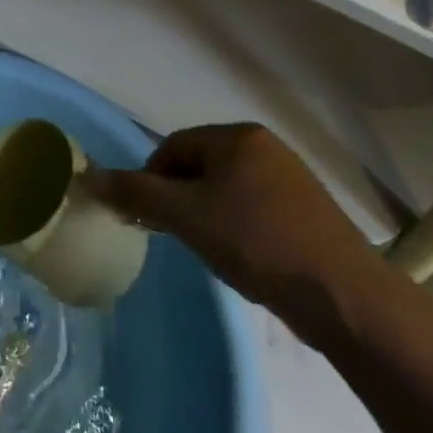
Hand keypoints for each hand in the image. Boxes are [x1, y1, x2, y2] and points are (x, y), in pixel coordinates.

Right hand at [84, 124, 385, 334]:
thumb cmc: (257, 243)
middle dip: (180, 199)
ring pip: (226, 189)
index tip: (149, 219)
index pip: (172, 147)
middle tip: (176, 236)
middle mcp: (265, 146)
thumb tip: (87, 176)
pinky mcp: (308, 210)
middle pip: (199, 166)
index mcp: (236, 136)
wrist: (345, 296)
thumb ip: (135, 192)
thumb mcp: (185, 216)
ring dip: (207, 215)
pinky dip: (237, 227)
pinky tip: (244, 257)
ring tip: (210, 250)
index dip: (151, 181)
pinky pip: (254, 207)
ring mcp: (291, 177)